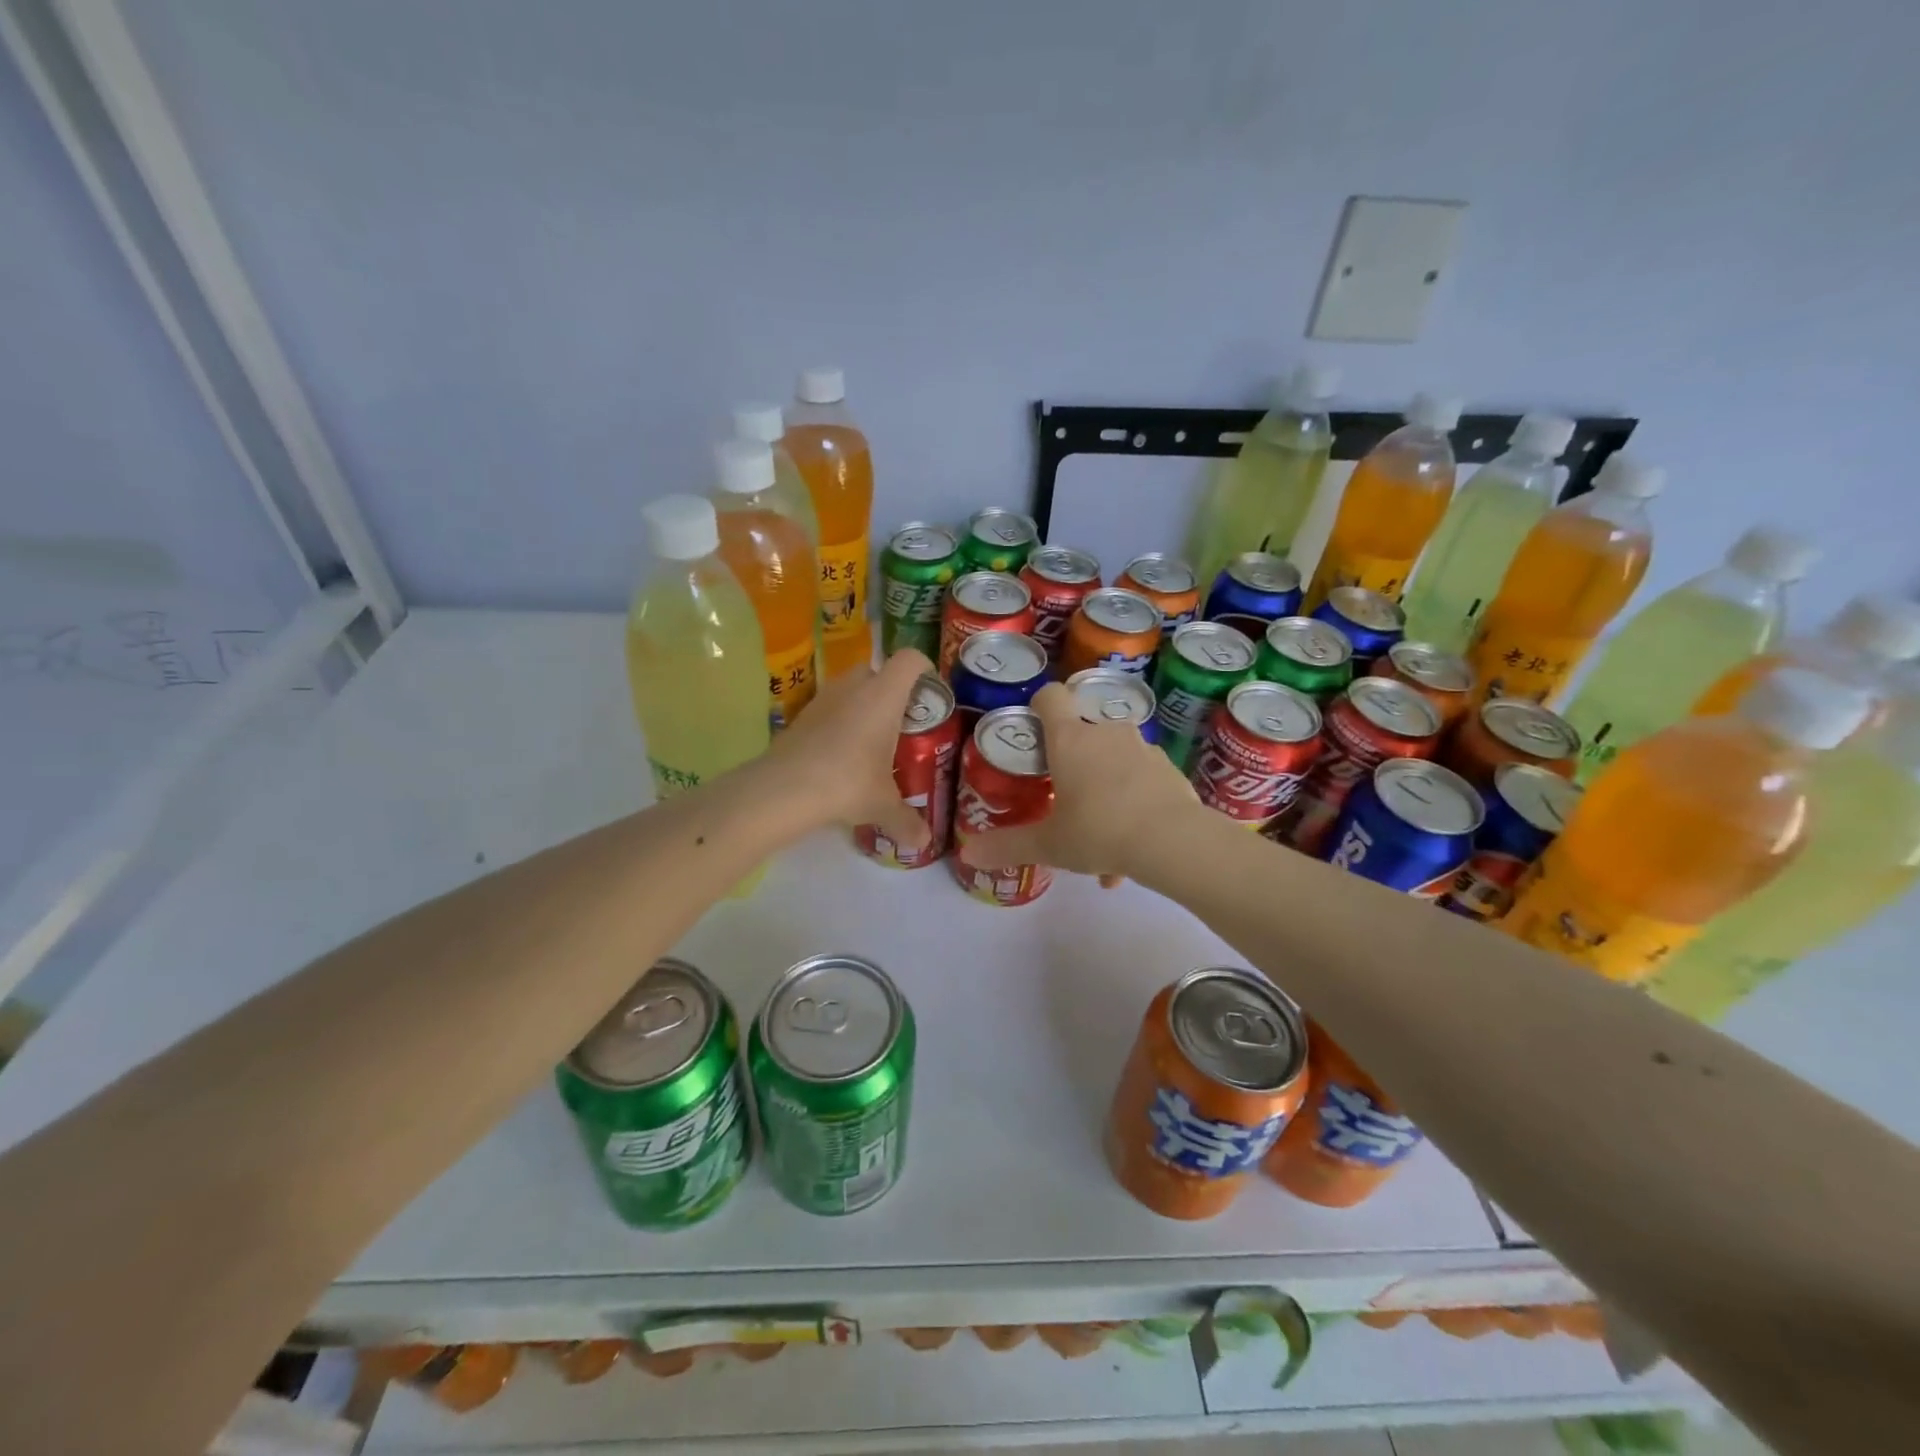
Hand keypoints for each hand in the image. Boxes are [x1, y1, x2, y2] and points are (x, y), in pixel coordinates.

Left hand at [764, 646, 932, 850]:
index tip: (931, 692)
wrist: (785, 788)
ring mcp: (823, 698)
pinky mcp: (800, 715)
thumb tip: (924, 842)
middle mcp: (853, 687)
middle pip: (877, 669)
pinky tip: (840, 754)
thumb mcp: (883, 805)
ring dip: (861, 705)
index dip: (924, 669)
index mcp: (884, 696)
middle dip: (889, 689)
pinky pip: (828, 708)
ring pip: (849, 688)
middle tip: (900, 721)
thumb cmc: (848, 783)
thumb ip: (906, 820)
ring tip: (869, 740)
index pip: (910, 660)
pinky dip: (837, 722)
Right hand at [959, 681, 1199, 880]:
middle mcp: (1106, 732)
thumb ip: (1007, 846)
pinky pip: (1141, 781)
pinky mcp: (1168, 768)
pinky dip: (1132, 805)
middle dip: (1072, 763)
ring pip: (1113, 762)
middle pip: (1082, 732)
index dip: (1038, 706)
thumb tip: (967, 853)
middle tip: (1063, 801)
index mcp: (1070, 739)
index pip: (1050, 697)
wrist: (1174, 842)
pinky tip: (1130, 850)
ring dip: (1103, 790)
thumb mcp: (1048, 844)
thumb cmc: (1099, 831)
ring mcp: (1142, 747)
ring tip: (1099, 842)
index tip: (1033, 731)